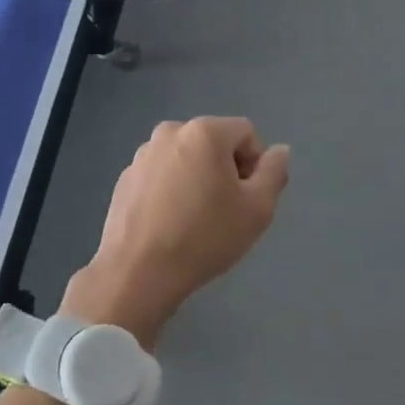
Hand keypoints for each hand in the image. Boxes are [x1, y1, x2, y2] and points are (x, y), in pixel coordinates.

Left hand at [62, 117, 290, 348]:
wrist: (137, 273)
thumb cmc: (204, 237)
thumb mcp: (257, 209)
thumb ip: (274, 172)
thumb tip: (279, 151)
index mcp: (204, 132)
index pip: (246, 133)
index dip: (255, 165)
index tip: (246, 199)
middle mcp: (170, 132)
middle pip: (214, 143)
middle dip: (226, 170)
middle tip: (224, 211)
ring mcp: (142, 155)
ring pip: (187, 159)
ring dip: (198, 179)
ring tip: (195, 220)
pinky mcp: (125, 178)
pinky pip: (162, 175)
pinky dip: (171, 190)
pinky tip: (169, 224)